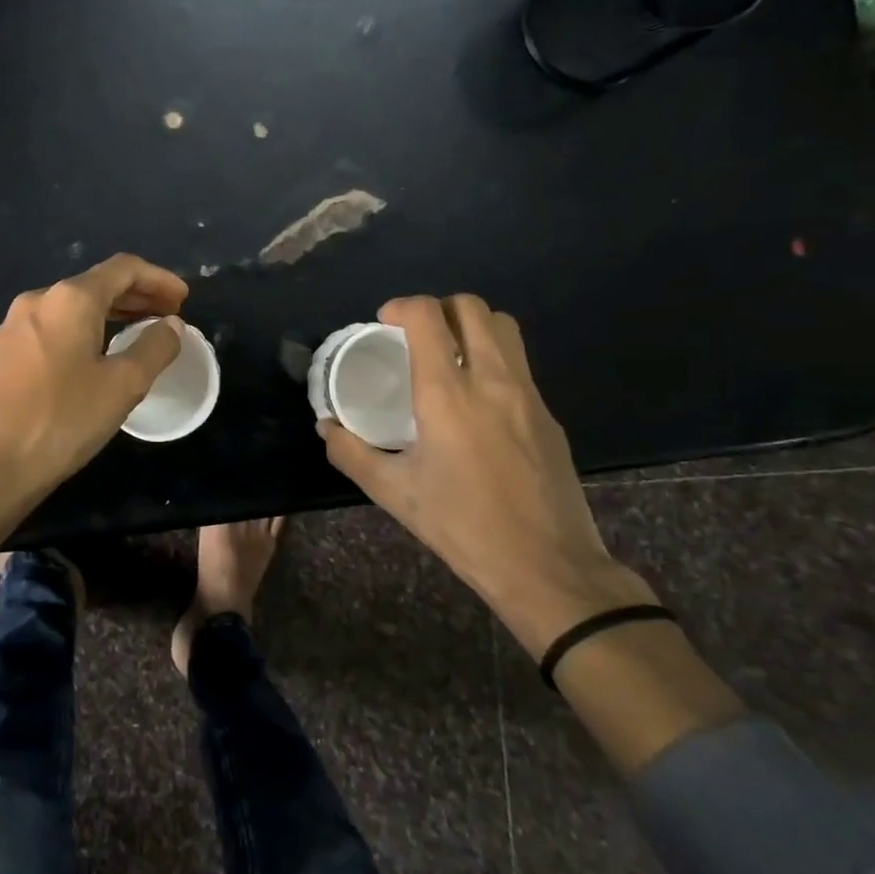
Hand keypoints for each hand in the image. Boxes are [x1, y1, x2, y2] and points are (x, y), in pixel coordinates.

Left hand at [0, 252, 188, 511]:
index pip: (123, 269)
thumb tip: (171, 325)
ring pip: (72, 308)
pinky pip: (52, 329)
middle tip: (169, 317)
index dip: (159, 279)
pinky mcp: (0, 353)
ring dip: (110, 315)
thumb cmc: (62, 420)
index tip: (184, 299)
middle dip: (137, 296)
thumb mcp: (123, 386)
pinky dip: (83, 332)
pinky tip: (94, 357)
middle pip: (97, 285)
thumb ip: (155, 348)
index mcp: (70, 299)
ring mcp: (13, 326)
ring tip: (138, 334)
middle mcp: (38, 300)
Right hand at [318, 294, 656, 659]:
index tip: (384, 324)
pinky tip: (477, 401)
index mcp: (447, 394)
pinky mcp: (549, 415)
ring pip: (503, 327)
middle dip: (438, 308)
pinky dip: (492, 359)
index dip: (401, 307)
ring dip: (471, 326)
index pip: (427, 316)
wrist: (546, 566)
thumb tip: (325, 426)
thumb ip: (350, 452)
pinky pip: (519, 364)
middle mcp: (491, 380)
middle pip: (471, 307)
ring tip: (448, 356)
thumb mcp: (393, 492)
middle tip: (415, 336)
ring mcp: (527, 395)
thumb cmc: (461, 526)